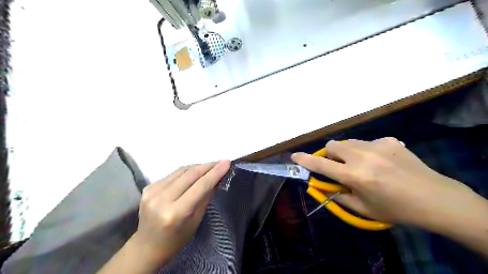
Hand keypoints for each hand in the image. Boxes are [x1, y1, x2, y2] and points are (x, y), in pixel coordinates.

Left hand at [132, 160, 231, 263]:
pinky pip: (173, 174)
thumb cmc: (176, 239)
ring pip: (181, 170)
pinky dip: (186, 172)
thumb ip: (206, 197)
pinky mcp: (148, 187)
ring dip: (198, 167)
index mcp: (176, 213)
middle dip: (208, 166)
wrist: (147, 246)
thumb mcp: (196, 221)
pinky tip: (194, 173)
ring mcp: (152, 191)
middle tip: (221, 162)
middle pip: (190, 175)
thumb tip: (218, 178)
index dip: (215, 173)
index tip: (227, 162)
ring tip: (210, 166)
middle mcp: (162, 199)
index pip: (200, 186)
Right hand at [289, 137, 472, 226]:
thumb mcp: (363, 208)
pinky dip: (366, 151)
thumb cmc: (396, 209)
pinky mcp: (389, 140)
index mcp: (355, 175)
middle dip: (331, 155)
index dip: (305, 160)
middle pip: (333, 145)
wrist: (436, 199)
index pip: (321, 165)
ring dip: (347, 152)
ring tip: (362, 164)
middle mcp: (363, 156)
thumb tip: (324, 186)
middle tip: (340, 167)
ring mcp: (377, 145)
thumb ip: (339, 195)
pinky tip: (381, 161)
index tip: (295, 156)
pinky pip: (368, 142)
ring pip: (348, 142)